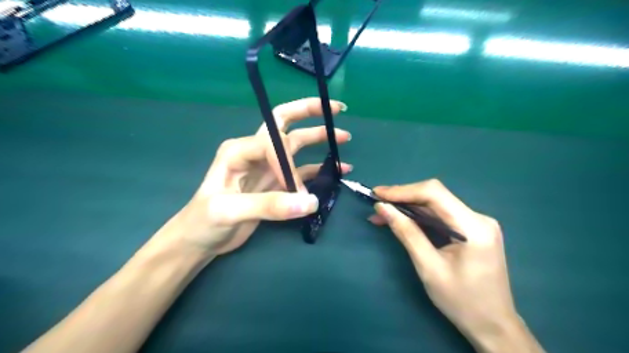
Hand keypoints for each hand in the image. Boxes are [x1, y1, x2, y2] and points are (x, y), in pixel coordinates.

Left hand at [164, 98, 351, 254]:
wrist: (200, 240)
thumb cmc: (204, 221)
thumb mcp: (229, 211)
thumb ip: (269, 205)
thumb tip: (310, 202)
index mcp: (239, 149)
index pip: (273, 143)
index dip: (288, 165)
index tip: (295, 191)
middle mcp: (255, 152)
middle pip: (284, 123)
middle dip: (309, 112)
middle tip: (335, 109)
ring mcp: (267, 167)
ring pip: (297, 146)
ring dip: (319, 140)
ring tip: (343, 138)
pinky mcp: (276, 183)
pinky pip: (302, 171)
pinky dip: (320, 169)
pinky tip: (338, 170)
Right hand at [370, 181, 543, 350]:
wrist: (493, 325)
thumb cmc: (461, 302)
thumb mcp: (428, 267)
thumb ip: (406, 233)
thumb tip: (382, 208)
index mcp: (474, 227)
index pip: (434, 193)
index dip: (403, 190)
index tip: (377, 194)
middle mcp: (478, 218)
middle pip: (434, 196)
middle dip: (403, 198)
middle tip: (376, 205)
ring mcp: (477, 223)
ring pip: (435, 205)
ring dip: (408, 207)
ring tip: (382, 213)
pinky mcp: (471, 229)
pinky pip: (440, 216)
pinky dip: (419, 217)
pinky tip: (401, 220)